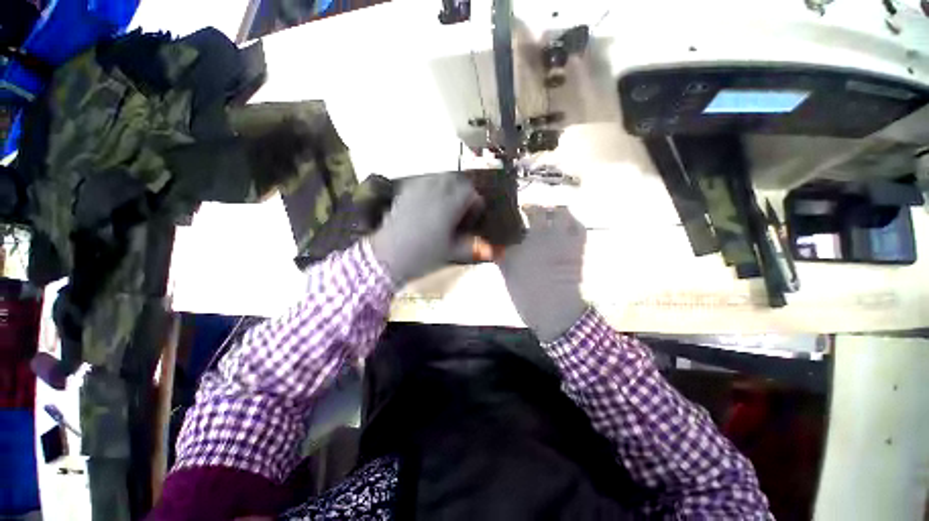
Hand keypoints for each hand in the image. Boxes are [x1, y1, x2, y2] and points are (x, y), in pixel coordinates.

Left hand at [370, 174, 481, 285]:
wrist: (388, 257)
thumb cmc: (422, 256)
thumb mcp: (450, 252)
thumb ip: (471, 247)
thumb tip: (491, 250)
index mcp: (448, 206)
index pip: (469, 193)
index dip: (475, 203)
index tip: (474, 215)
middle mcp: (434, 193)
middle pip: (454, 180)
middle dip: (462, 190)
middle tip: (463, 207)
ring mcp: (417, 191)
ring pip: (437, 178)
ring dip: (447, 186)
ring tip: (447, 203)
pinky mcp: (404, 194)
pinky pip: (422, 182)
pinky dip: (431, 187)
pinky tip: (429, 202)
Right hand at [498, 206, 587, 341]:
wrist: (556, 310)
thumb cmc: (527, 293)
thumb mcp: (508, 273)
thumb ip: (502, 254)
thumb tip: (497, 244)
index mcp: (530, 240)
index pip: (528, 215)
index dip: (525, 207)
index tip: (520, 209)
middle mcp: (550, 235)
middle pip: (548, 210)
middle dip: (541, 207)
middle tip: (534, 212)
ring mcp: (567, 242)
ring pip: (567, 216)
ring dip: (558, 213)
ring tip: (551, 217)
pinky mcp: (578, 250)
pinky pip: (579, 229)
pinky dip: (573, 224)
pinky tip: (566, 228)